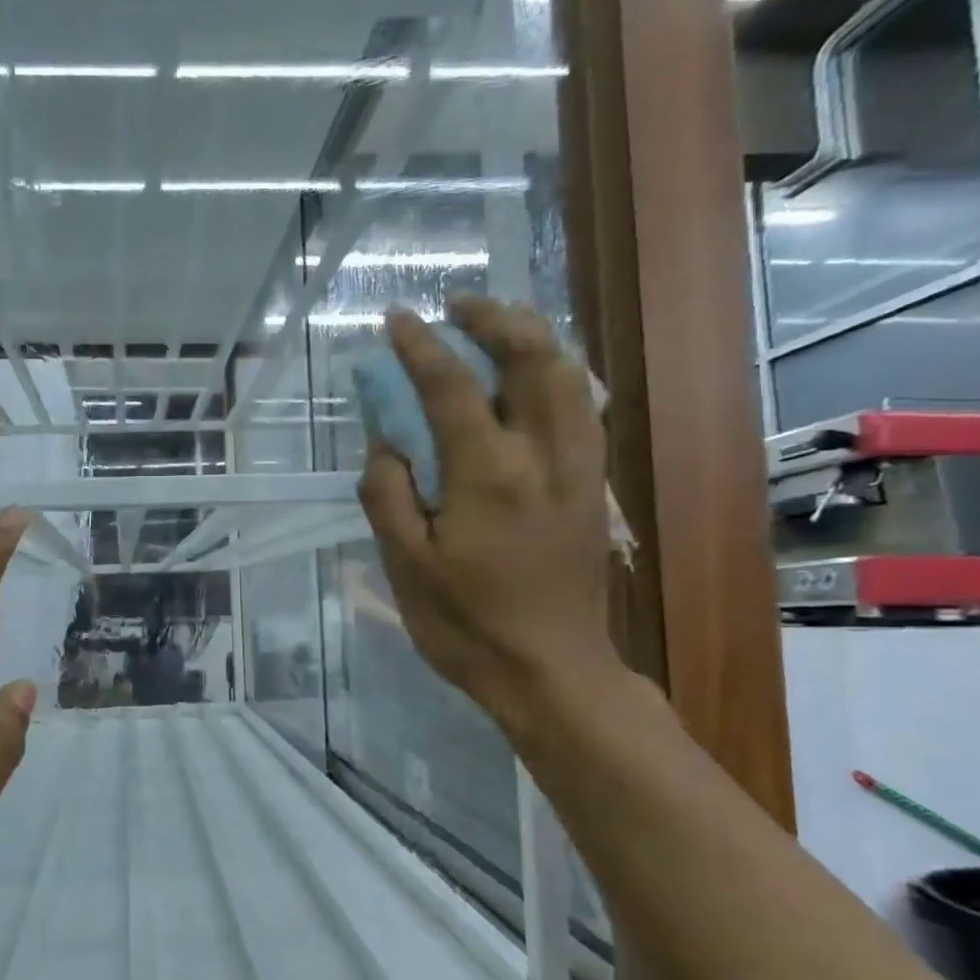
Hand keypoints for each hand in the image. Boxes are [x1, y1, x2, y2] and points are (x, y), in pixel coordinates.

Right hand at [357, 300, 621, 730]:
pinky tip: (527, 383)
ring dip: (532, 339)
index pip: (451, 386)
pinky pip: (580, 408)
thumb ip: (387, 493)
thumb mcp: (405, 565)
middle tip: (458, 308)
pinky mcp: (594, 488)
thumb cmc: (466, 624)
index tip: (396, 320)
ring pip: (570, 377)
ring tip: (495, 331)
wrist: (551, 671)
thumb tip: (385, 443)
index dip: (419, 347)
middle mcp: (544, 456)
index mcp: (489, 474)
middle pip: (535, 358)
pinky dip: (554, 375)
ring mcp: (580, 469)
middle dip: (496, 319)